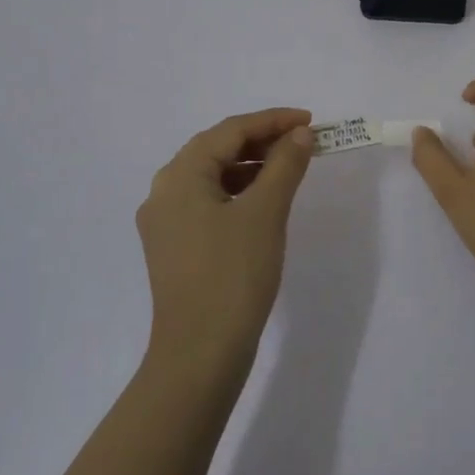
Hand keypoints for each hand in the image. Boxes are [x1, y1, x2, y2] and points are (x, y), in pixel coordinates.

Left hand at [137, 108, 314, 370]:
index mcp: (180, 176)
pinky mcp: (174, 247)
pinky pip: (208, 202)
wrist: (200, 354)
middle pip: (217, 149)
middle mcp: (164, 192)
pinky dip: (239, 192)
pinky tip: (264, 201)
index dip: (273, 120)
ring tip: (289, 167)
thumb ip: (285, 164)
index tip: (310, 120)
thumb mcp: (266, 211)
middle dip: (262, 140)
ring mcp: (165, 222)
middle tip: (303, 140)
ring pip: (212, 176)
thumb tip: (300, 134)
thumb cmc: (233, 274)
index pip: (230, 131)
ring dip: (251, 165)